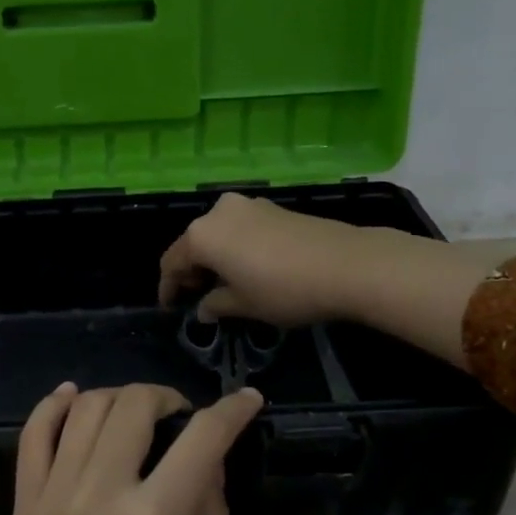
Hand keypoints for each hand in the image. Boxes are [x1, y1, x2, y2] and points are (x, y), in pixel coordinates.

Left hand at [0, 381, 263, 514]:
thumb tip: (209, 470)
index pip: (201, 440)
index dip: (231, 411)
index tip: (249, 399)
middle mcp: (97, 495)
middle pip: (134, 406)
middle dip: (170, 398)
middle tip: (188, 420)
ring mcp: (50, 498)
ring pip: (85, 410)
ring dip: (121, 398)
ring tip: (142, 417)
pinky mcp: (21, 510)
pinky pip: (32, 436)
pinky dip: (54, 406)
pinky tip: (73, 397)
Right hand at [158, 191, 394, 325]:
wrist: (346, 264)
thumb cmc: (284, 289)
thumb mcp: (244, 305)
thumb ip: (216, 305)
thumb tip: (204, 309)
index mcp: (201, 235)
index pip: (172, 262)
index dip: (168, 288)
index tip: (170, 308)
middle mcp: (218, 212)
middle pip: (193, 243)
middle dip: (191, 271)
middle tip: (196, 298)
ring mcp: (247, 205)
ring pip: (218, 234)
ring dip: (214, 258)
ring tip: (223, 285)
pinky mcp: (272, 207)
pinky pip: (239, 228)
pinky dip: (234, 247)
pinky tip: (247, 268)